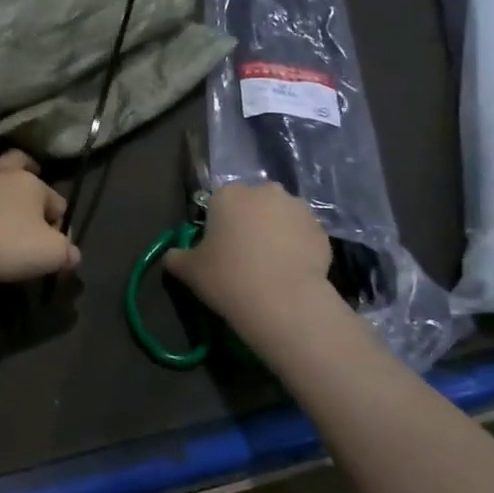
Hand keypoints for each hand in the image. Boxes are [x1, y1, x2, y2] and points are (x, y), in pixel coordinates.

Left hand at [0, 150, 79, 283]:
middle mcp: (1, 175)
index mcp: (31, 185)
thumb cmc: (5, 244)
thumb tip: (73, 254)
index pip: (56, 200)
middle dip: (27, 166)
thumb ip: (66, 253)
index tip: (54, 242)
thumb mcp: (49, 254)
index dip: (59, 220)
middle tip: (30, 176)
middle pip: (17, 160)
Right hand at [164, 182, 331, 331]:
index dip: (218, 225)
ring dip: (276, 233)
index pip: (219, 202)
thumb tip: (172, 256)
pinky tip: (290, 272)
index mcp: (229, 194)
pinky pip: (303, 235)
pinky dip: (297, 248)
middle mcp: (265, 192)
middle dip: (250, 223)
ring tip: (271, 266)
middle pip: (253, 205)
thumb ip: (176, 257)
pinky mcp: (321, 230)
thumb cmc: (228, 277)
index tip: (218, 250)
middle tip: (244, 257)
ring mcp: (298, 208)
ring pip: (281, 217)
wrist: (283, 301)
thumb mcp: (189, 271)